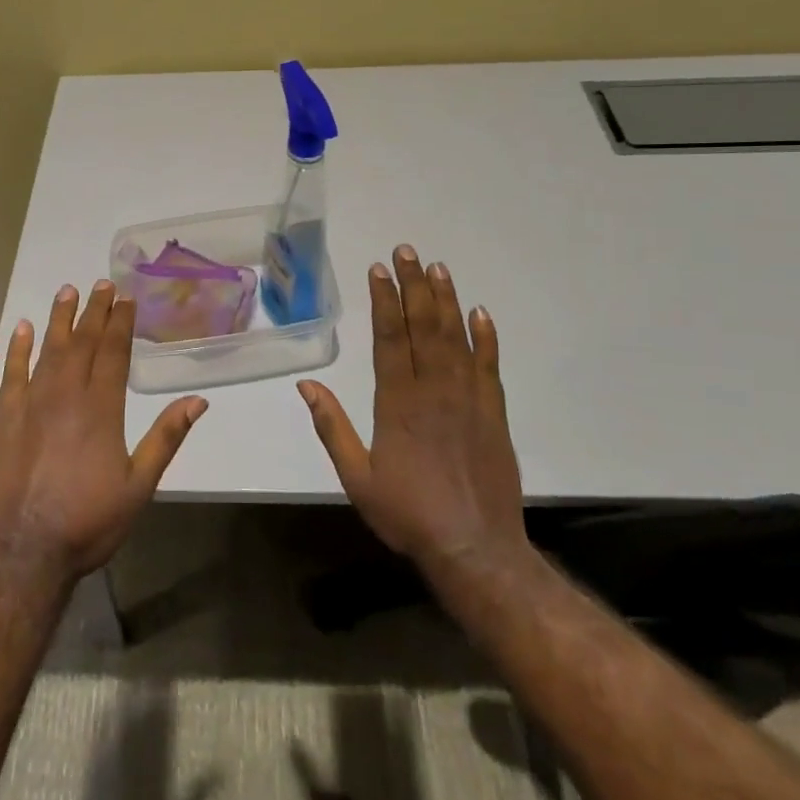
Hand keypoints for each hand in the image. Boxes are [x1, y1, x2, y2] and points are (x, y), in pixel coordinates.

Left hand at [0, 280, 206, 586]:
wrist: (21, 551)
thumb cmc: (87, 522)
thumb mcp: (139, 486)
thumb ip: (166, 438)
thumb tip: (197, 401)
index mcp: (102, 408)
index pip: (114, 352)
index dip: (120, 322)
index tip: (125, 297)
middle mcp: (66, 395)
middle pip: (83, 342)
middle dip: (94, 311)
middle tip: (102, 284)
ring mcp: (31, 403)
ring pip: (49, 349)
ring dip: (60, 319)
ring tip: (68, 291)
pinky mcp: (3, 417)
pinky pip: (12, 372)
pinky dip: (18, 348)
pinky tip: (23, 328)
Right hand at [298, 245, 526, 580]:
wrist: (475, 548)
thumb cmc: (409, 514)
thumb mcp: (357, 478)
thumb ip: (332, 428)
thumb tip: (306, 386)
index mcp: (397, 403)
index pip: (389, 337)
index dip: (384, 300)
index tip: (378, 269)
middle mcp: (434, 390)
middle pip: (423, 326)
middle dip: (414, 285)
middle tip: (407, 251)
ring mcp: (468, 398)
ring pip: (456, 337)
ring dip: (446, 299)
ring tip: (437, 267)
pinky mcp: (493, 412)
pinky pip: (489, 365)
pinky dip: (486, 337)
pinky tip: (480, 313)